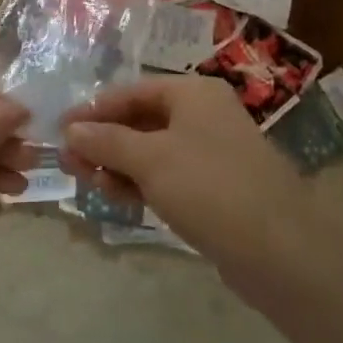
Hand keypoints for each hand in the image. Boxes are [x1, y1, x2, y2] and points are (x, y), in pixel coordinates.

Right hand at [62, 75, 342, 312]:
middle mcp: (203, 115)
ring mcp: (211, 152)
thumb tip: (70, 131)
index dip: (93, 110)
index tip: (59, 131)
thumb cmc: (210, 188)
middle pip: (140, 120)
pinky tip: (118, 199)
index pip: (130, 92)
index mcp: (192, 93)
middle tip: (69, 164)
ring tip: (87, 184)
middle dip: (103, 141)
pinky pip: (167, 176)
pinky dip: (141, 183)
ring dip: (118, 165)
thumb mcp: (149, 159)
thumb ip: (106, 142)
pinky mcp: (215, 188)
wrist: (283, 251)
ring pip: (151, 151)